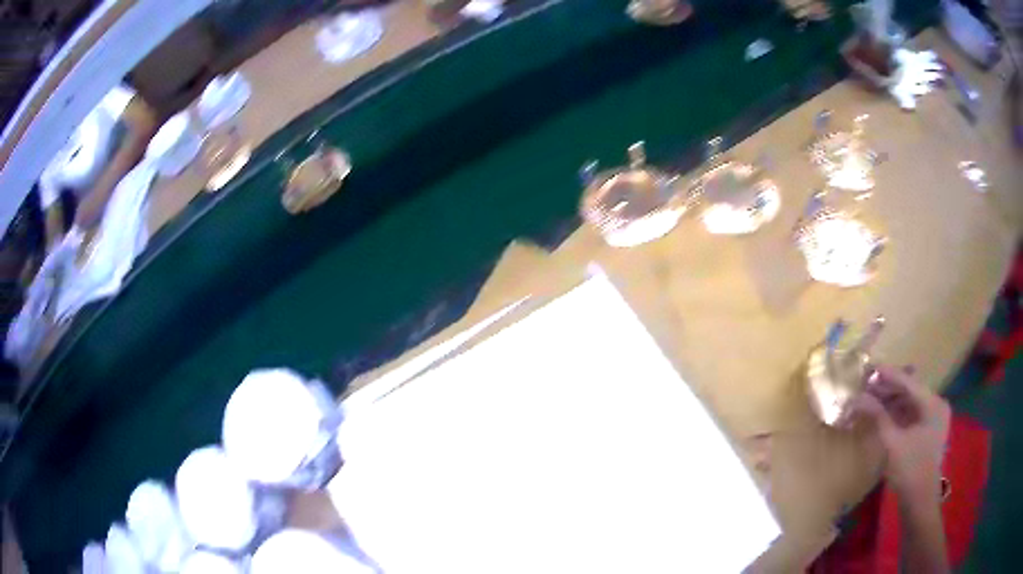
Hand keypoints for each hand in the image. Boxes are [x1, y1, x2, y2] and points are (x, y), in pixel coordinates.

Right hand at [847, 365, 950, 497]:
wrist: (919, 501)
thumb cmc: (909, 469)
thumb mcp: (892, 443)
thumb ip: (878, 416)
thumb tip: (858, 398)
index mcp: (933, 404)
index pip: (909, 382)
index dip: (889, 375)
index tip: (870, 368)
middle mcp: (937, 405)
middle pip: (911, 391)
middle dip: (889, 389)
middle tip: (867, 386)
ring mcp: (934, 419)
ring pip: (911, 403)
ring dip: (892, 401)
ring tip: (872, 400)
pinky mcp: (929, 432)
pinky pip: (912, 415)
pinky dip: (898, 414)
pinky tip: (884, 415)